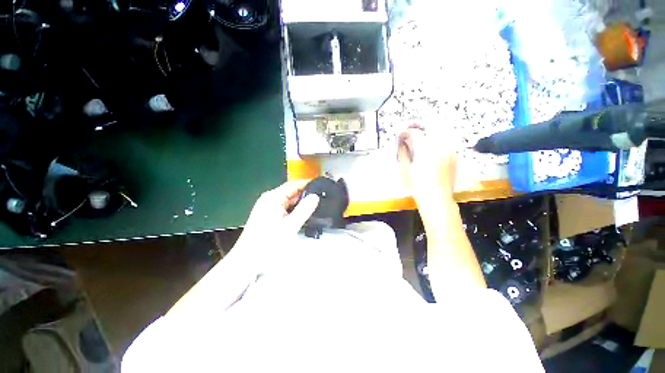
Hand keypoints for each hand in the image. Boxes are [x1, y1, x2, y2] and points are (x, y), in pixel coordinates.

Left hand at [238, 181, 319, 247]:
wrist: (248, 261)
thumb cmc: (268, 243)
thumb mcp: (290, 226)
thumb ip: (304, 209)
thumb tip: (315, 196)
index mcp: (273, 198)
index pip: (293, 185)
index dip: (307, 184)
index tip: (320, 185)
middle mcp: (269, 199)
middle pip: (290, 192)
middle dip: (305, 194)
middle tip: (321, 198)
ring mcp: (267, 207)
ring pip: (287, 200)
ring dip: (299, 202)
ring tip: (314, 205)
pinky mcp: (267, 215)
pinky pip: (284, 207)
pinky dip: (293, 209)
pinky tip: (301, 214)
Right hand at [398, 125, 456, 204]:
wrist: (437, 198)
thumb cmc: (418, 186)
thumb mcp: (406, 169)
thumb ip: (403, 152)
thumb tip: (402, 141)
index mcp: (426, 150)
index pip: (416, 133)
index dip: (406, 132)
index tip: (401, 134)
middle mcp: (440, 146)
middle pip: (432, 125)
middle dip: (420, 124)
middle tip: (411, 128)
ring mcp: (450, 149)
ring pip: (442, 130)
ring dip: (430, 129)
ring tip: (421, 135)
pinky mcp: (454, 154)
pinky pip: (447, 139)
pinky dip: (438, 137)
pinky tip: (431, 144)